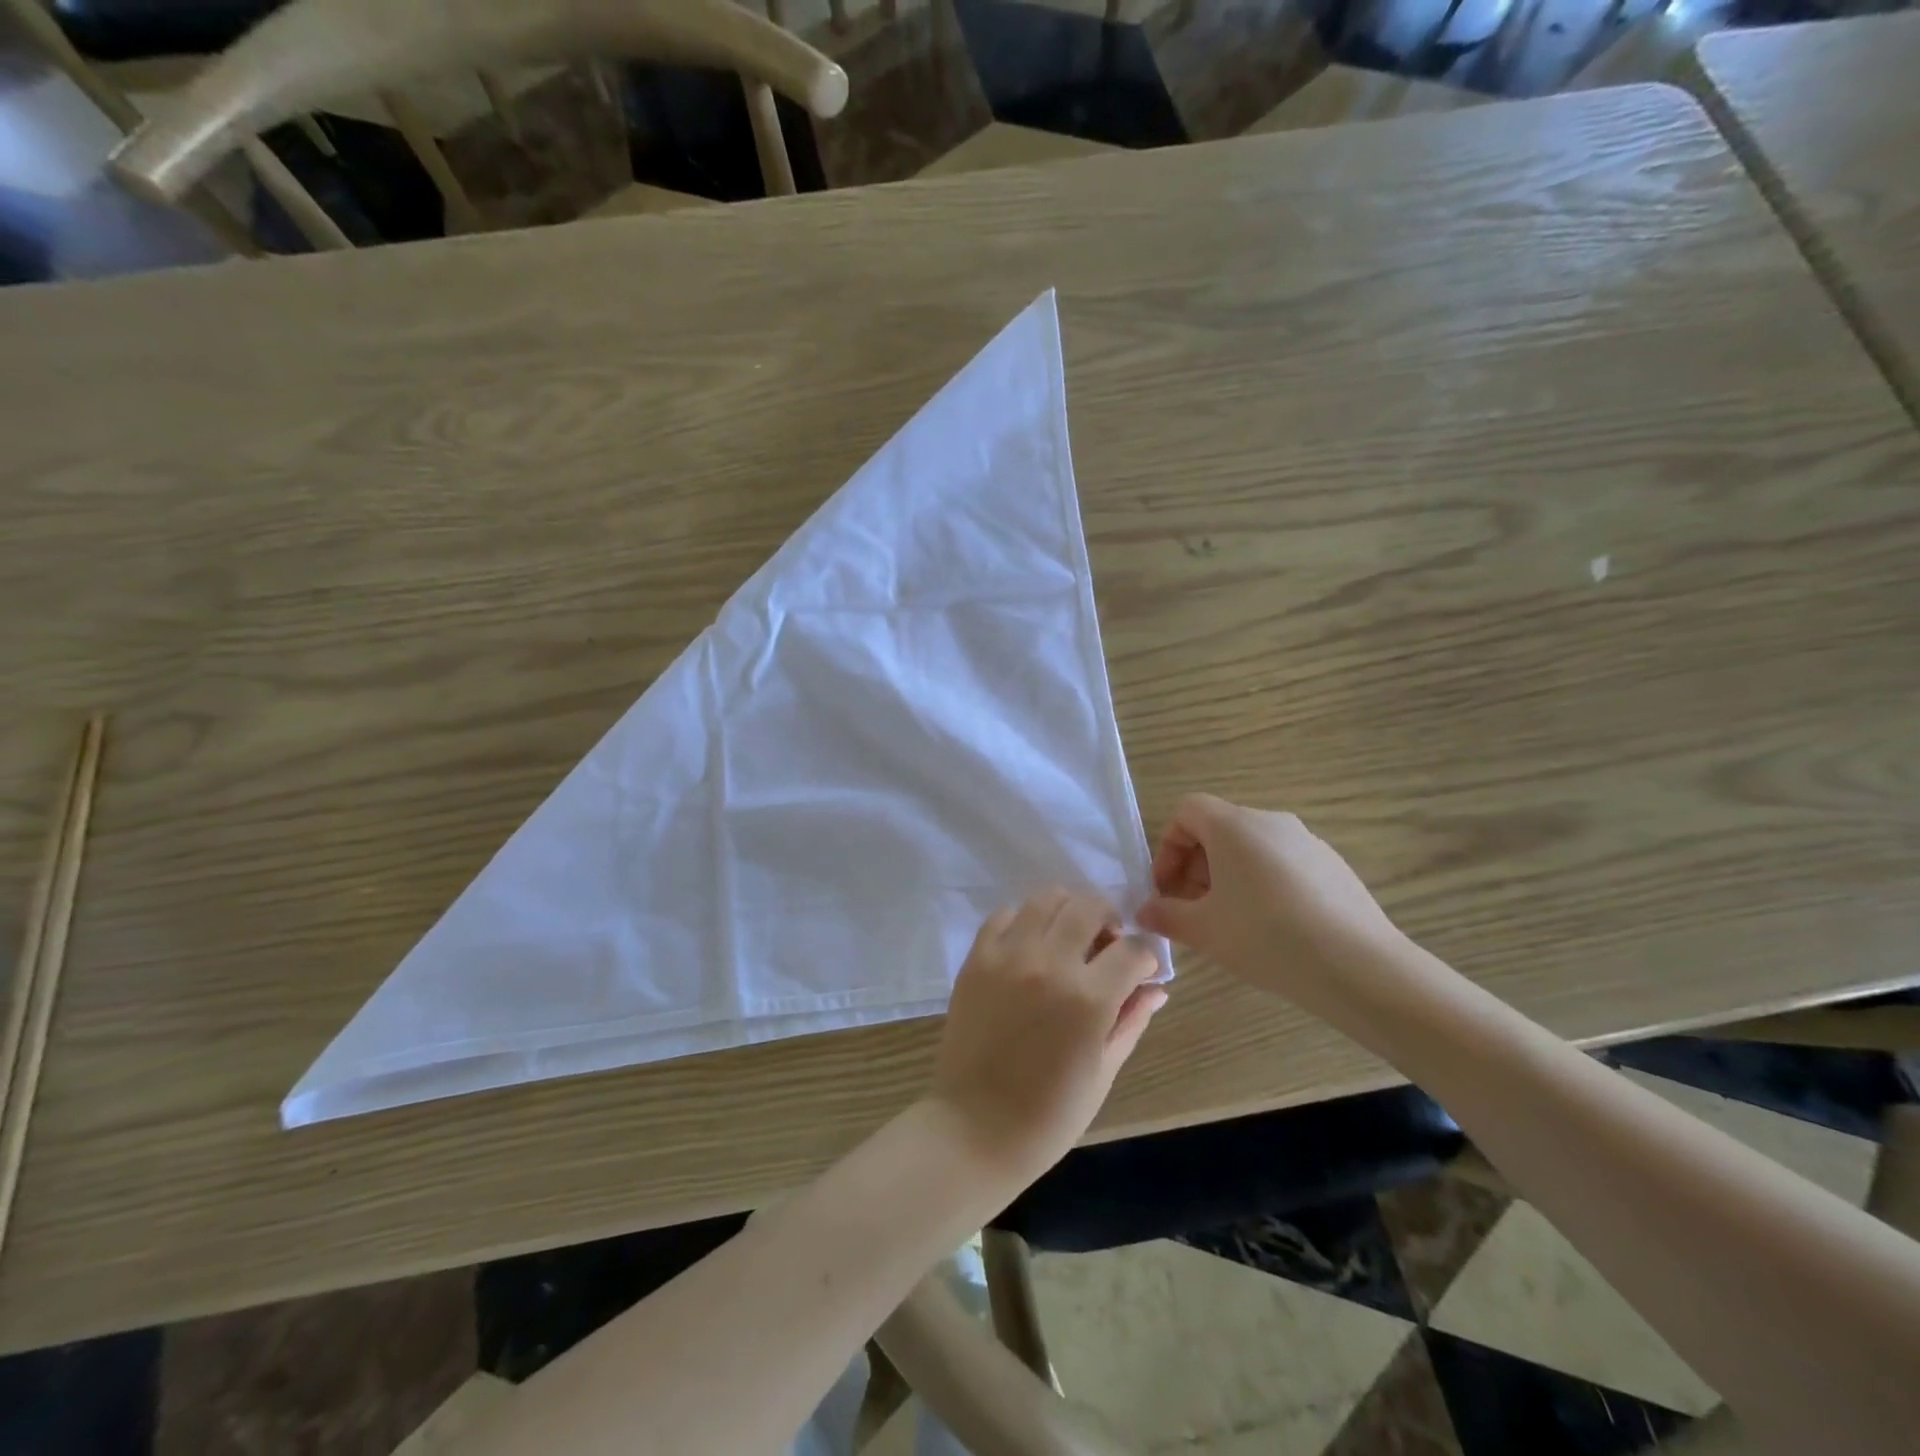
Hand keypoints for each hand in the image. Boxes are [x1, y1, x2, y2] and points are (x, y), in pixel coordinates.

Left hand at [928, 889, 1166, 1188]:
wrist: (974, 1128)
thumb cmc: (1049, 1115)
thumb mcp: (1103, 1072)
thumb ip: (1131, 1021)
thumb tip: (1157, 988)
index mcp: (1088, 999)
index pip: (1132, 949)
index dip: (1145, 956)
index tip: (1141, 969)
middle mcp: (1049, 964)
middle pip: (1089, 906)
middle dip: (1108, 919)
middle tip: (1106, 944)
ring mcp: (1008, 957)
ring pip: (1046, 898)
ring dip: (1068, 910)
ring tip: (1069, 937)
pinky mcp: (976, 959)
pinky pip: (1004, 915)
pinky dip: (1024, 920)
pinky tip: (1030, 945)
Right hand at [1136, 794, 1408, 999]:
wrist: (1360, 967)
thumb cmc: (1266, 938)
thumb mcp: (1203, 931)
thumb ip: (1165, 915)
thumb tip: (1146, 911)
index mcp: (1234, 825)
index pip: (1187, 811)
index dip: (1168, 847)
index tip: (1167, 889)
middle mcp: (1271, 822)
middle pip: (1218, 829)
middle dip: (1195, 867)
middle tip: (1191, 911)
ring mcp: (1308, 842)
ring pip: (1252, 849)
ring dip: (1228, 878)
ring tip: (1230, 924)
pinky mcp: (1334, 866)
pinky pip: (1283, 865)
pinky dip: (1264, 886)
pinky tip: (1273, 930)